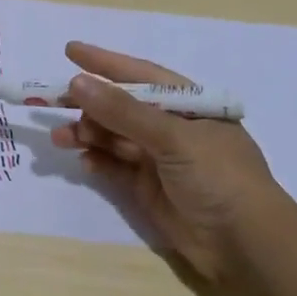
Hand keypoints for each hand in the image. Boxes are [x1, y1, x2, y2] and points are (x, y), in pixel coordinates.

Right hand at [50, 41, 296, 295]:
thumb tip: (77, 82)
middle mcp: (173, 128)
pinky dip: (98, 162)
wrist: (245, 245)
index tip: (69, 51)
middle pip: (121, 107)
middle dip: (88, 104)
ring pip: (114, 138)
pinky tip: (83, 161)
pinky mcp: (148, 189)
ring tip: (61, 138)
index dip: (105, 62)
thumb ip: (123, 111)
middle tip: (51, 102)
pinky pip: (115, 167)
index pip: (141, 75)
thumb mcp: (173, 138)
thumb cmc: (218, 177)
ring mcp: (159, 159)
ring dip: (87, 134)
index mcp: (189, 105)